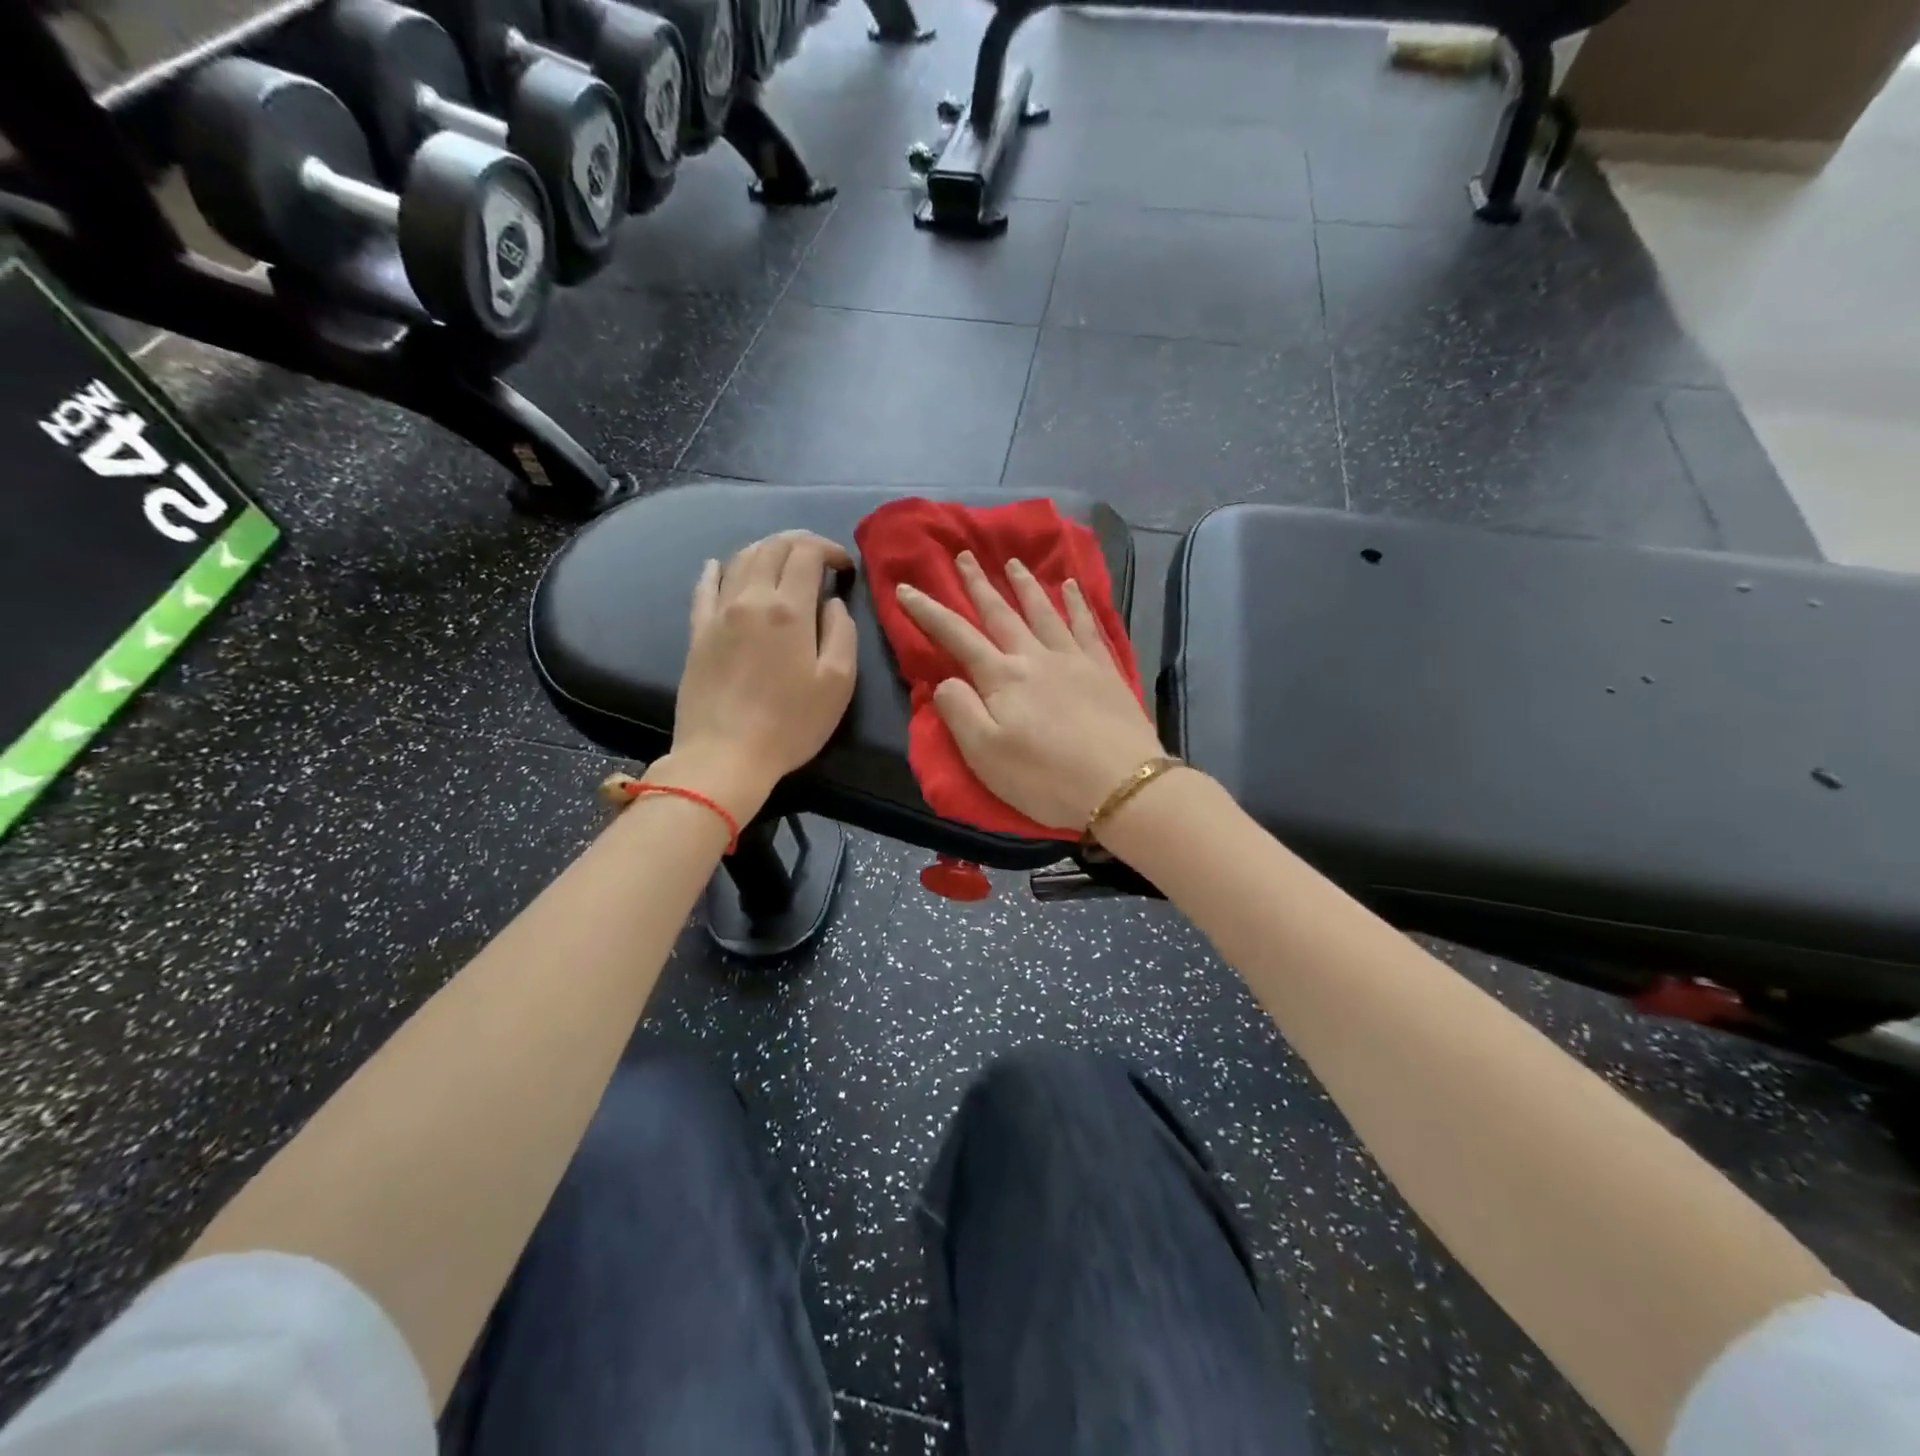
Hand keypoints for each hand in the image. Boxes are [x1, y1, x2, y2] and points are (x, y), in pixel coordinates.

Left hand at [665, 531, 858, 819]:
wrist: (725, 756)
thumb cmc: (791, 724)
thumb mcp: (838, 683)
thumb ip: (842, 633)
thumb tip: (832, 603)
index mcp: (789, 609)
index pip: (806, 553)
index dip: (829, 550)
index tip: (844, 567)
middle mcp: (751, 599)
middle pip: (772, 548)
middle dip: (799, 543)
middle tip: (818, 558)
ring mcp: (719, 614)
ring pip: (740, 559)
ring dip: (765, 551)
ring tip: (782, 563)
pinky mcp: (697, 633)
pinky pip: (704, 587)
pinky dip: (717, 570)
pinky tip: (720, 566)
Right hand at [895, 551, 1165, 833]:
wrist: (1121, 785)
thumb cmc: (1045, 777)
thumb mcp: (984, 754)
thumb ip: (959, 711)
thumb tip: (946, 679)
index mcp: (1002, 677)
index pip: (956, 635)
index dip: (928, 611)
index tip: (906, 588)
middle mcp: (1036, 657)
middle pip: (1001, 613)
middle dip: (979, 584)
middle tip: (965, 556)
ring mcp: (1074, 659)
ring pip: (1044, 611)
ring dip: (1025, 585)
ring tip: (1013, 562)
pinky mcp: (1105, 670)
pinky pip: (1087, 625)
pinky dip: (1077, 603)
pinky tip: (1072, 587)